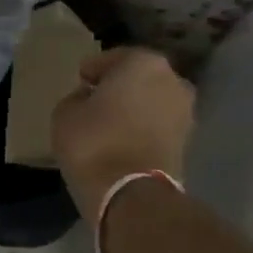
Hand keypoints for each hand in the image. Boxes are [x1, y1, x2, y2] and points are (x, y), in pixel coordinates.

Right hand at [51, 47, 194, 220]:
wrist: (131, 193)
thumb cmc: (94, 142)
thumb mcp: (65, 113)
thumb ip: (77, 98)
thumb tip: (89, 99)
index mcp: (143, 62)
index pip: (113, 58)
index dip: (93, 70)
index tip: (81, 80)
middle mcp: (172, 80)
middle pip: (138, 78)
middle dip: (119, 87)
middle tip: (96, 100)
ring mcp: (185, 111)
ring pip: (152, 101)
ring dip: (135, 108)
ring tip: (110, 123)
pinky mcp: (187, 141)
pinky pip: (158, 125)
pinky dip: (144, 128)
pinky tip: (124, 139)